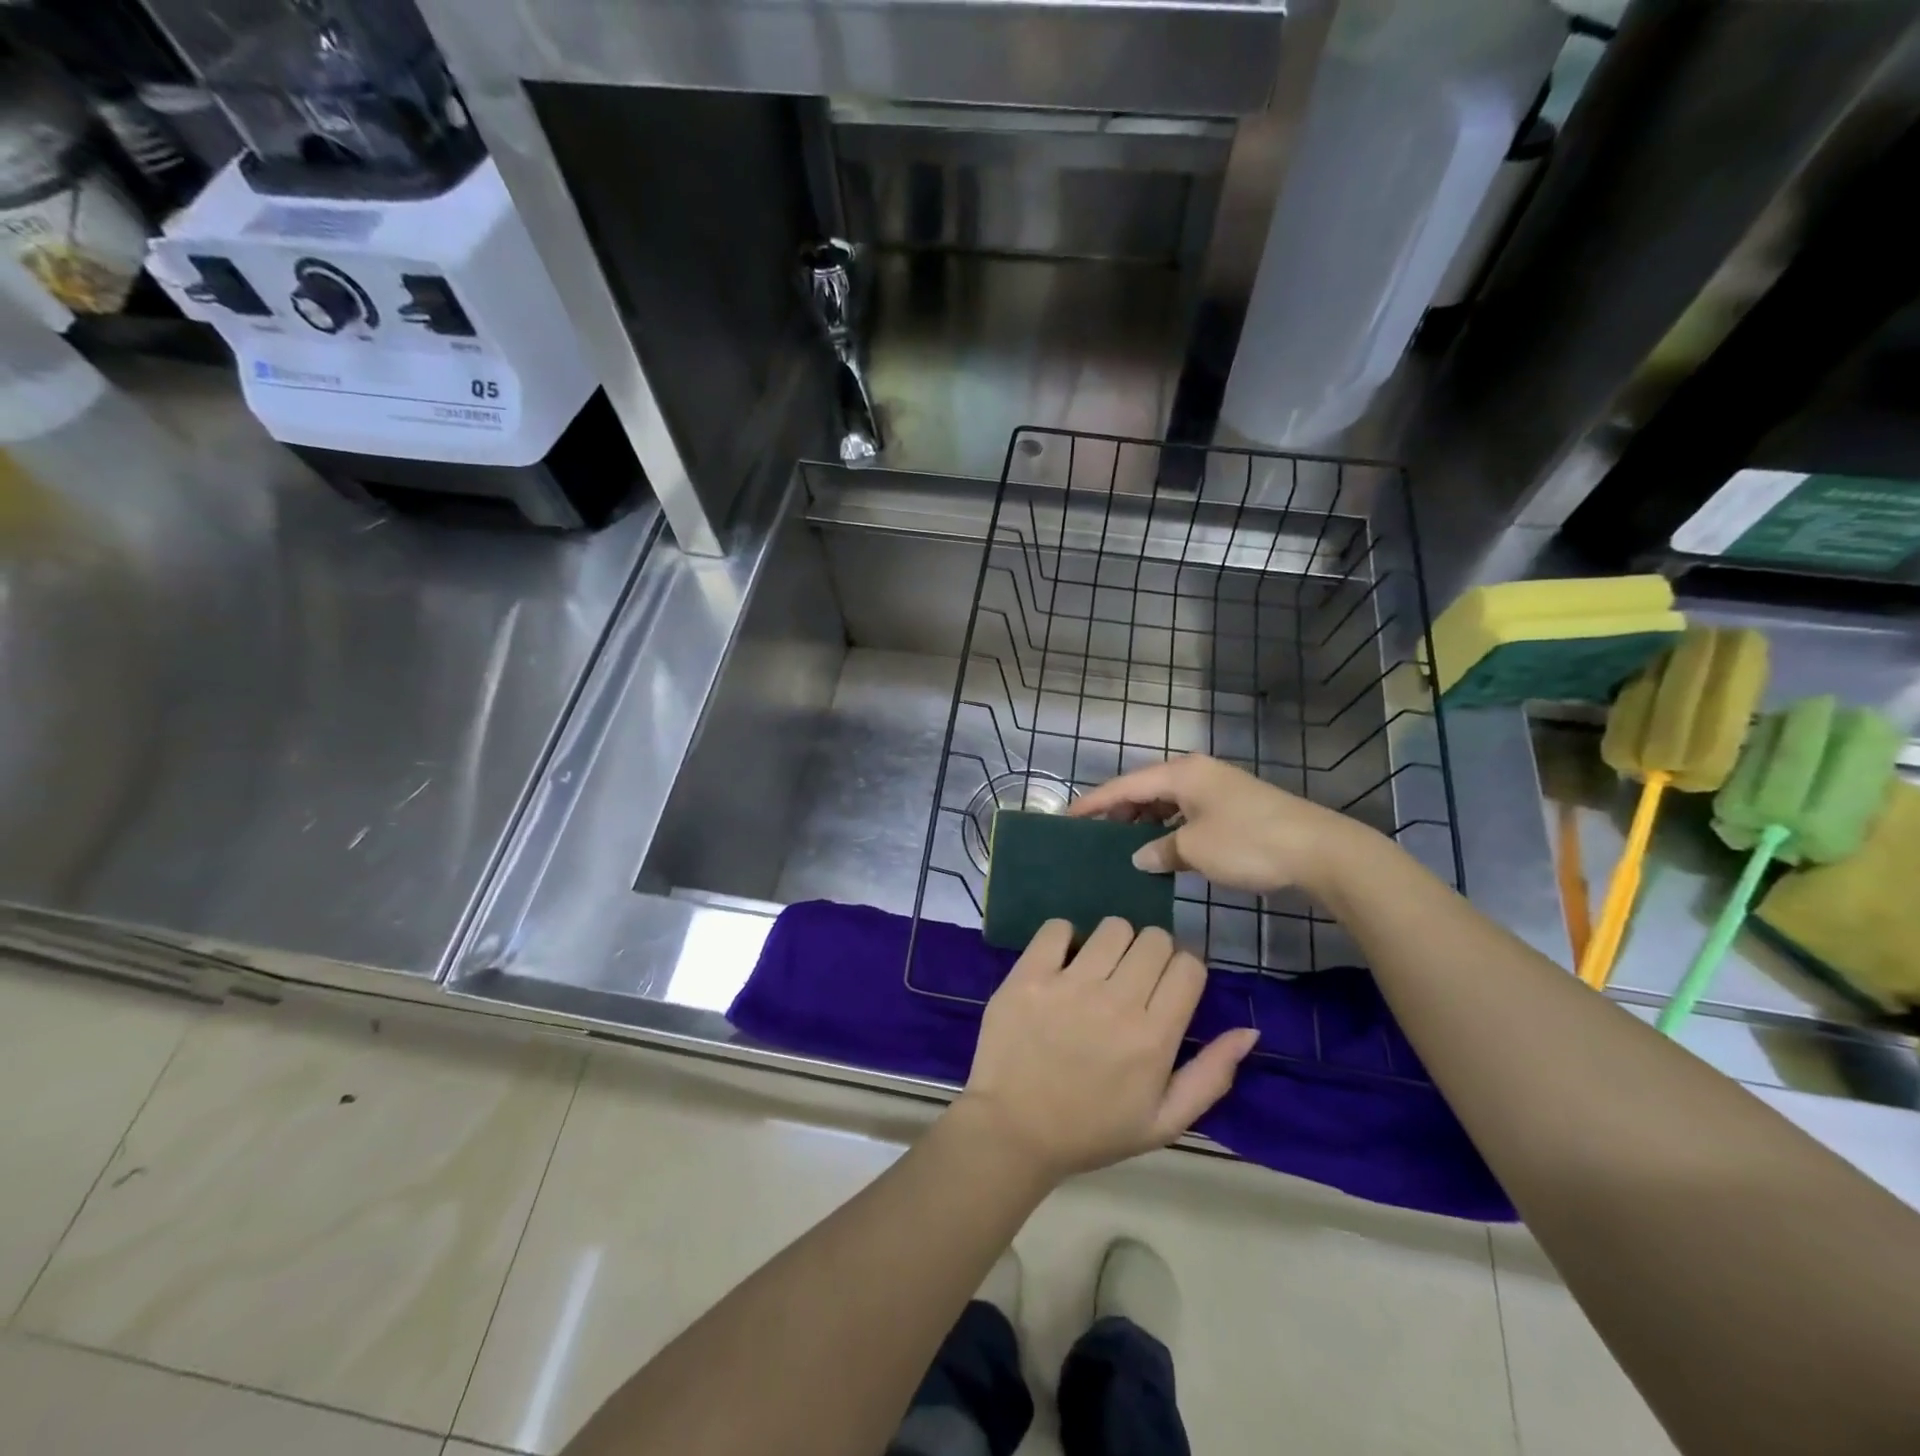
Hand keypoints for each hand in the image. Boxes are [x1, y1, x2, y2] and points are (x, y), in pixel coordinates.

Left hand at [956, 918, 1258, 1182]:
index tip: (1168, 985)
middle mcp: (1116, 1002)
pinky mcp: (1028, 976)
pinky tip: (1063, 963)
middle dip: (1152, 954)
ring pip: (1112, 927)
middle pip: (1154, 939)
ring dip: (1113, 943)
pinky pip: (1057, 928)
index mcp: (1153, 1037)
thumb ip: (1211, 1076)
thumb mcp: (1164, 1122)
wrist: (1013, 1131)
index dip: (1184, 970)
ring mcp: (1069, 985)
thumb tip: (1249, 1031)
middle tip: (1133, 979)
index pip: (1188, 966)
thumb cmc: (1092, 1130)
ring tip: (1099, 970)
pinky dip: (1064, 938)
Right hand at [1070, 754, 1378, 897]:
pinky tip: (1161, 850)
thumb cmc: (1248, 843)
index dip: (1094, 802)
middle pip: (1145, 789)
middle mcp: (1196, 774)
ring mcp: (1217, 789)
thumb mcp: (1194, 849)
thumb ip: (1160, 850)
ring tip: (1120, 845)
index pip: (1124, 785)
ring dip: (1144, 822)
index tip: (1067, 816)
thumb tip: (1140, 856)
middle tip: (1092, 835)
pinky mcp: (1233, 808)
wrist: (1319, 851)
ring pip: (1167, 802)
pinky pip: (1186, 813)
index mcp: (1181, 773)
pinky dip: (1169, 828)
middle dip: (1118, 811)